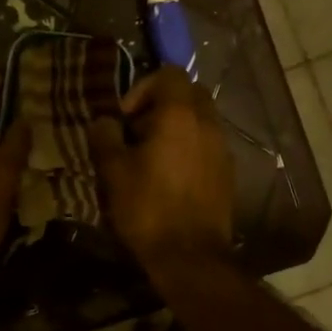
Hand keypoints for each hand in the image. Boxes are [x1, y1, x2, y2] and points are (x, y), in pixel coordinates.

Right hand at [88, 67, 234, 276]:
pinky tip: (171, 175)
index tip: (126, 117)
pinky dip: (190, 146)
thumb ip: (105, 137)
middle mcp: (207, 123)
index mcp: (180, 114)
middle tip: (138, 131)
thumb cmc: (149, 208)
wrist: (191, 257)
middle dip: (162, 104)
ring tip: (152, 156)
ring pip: (201, 118)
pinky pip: (208, 142)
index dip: (143, 87)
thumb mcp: (114, 172)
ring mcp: (222, 147)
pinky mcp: (227, 171)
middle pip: (189, 92)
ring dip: (176, 126)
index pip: (169, 73)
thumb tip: (104, 122)